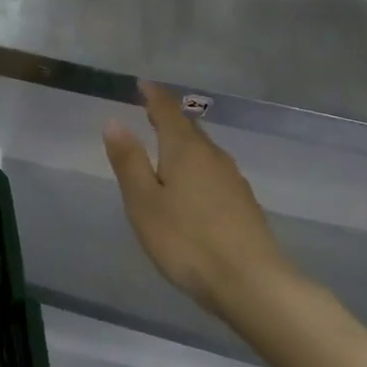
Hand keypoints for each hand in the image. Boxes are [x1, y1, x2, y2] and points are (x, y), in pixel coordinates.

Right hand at [102, 82, 296, 312]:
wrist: (251, 283)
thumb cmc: (186, 240)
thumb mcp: (144, 202)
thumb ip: (129, 161)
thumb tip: (115, 121)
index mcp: (185, 150)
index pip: (168, 111)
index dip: (154, 96)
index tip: (143, 83)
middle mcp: (213, 157)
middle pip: (189, 129)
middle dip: (169, 118)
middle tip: (151, 111)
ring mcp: (233, 180)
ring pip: (204, 151)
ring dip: (184, 143)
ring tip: (167, 146)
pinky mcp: (243, 204)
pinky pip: (213, 172)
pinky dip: (197, 167)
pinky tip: (191, 185)